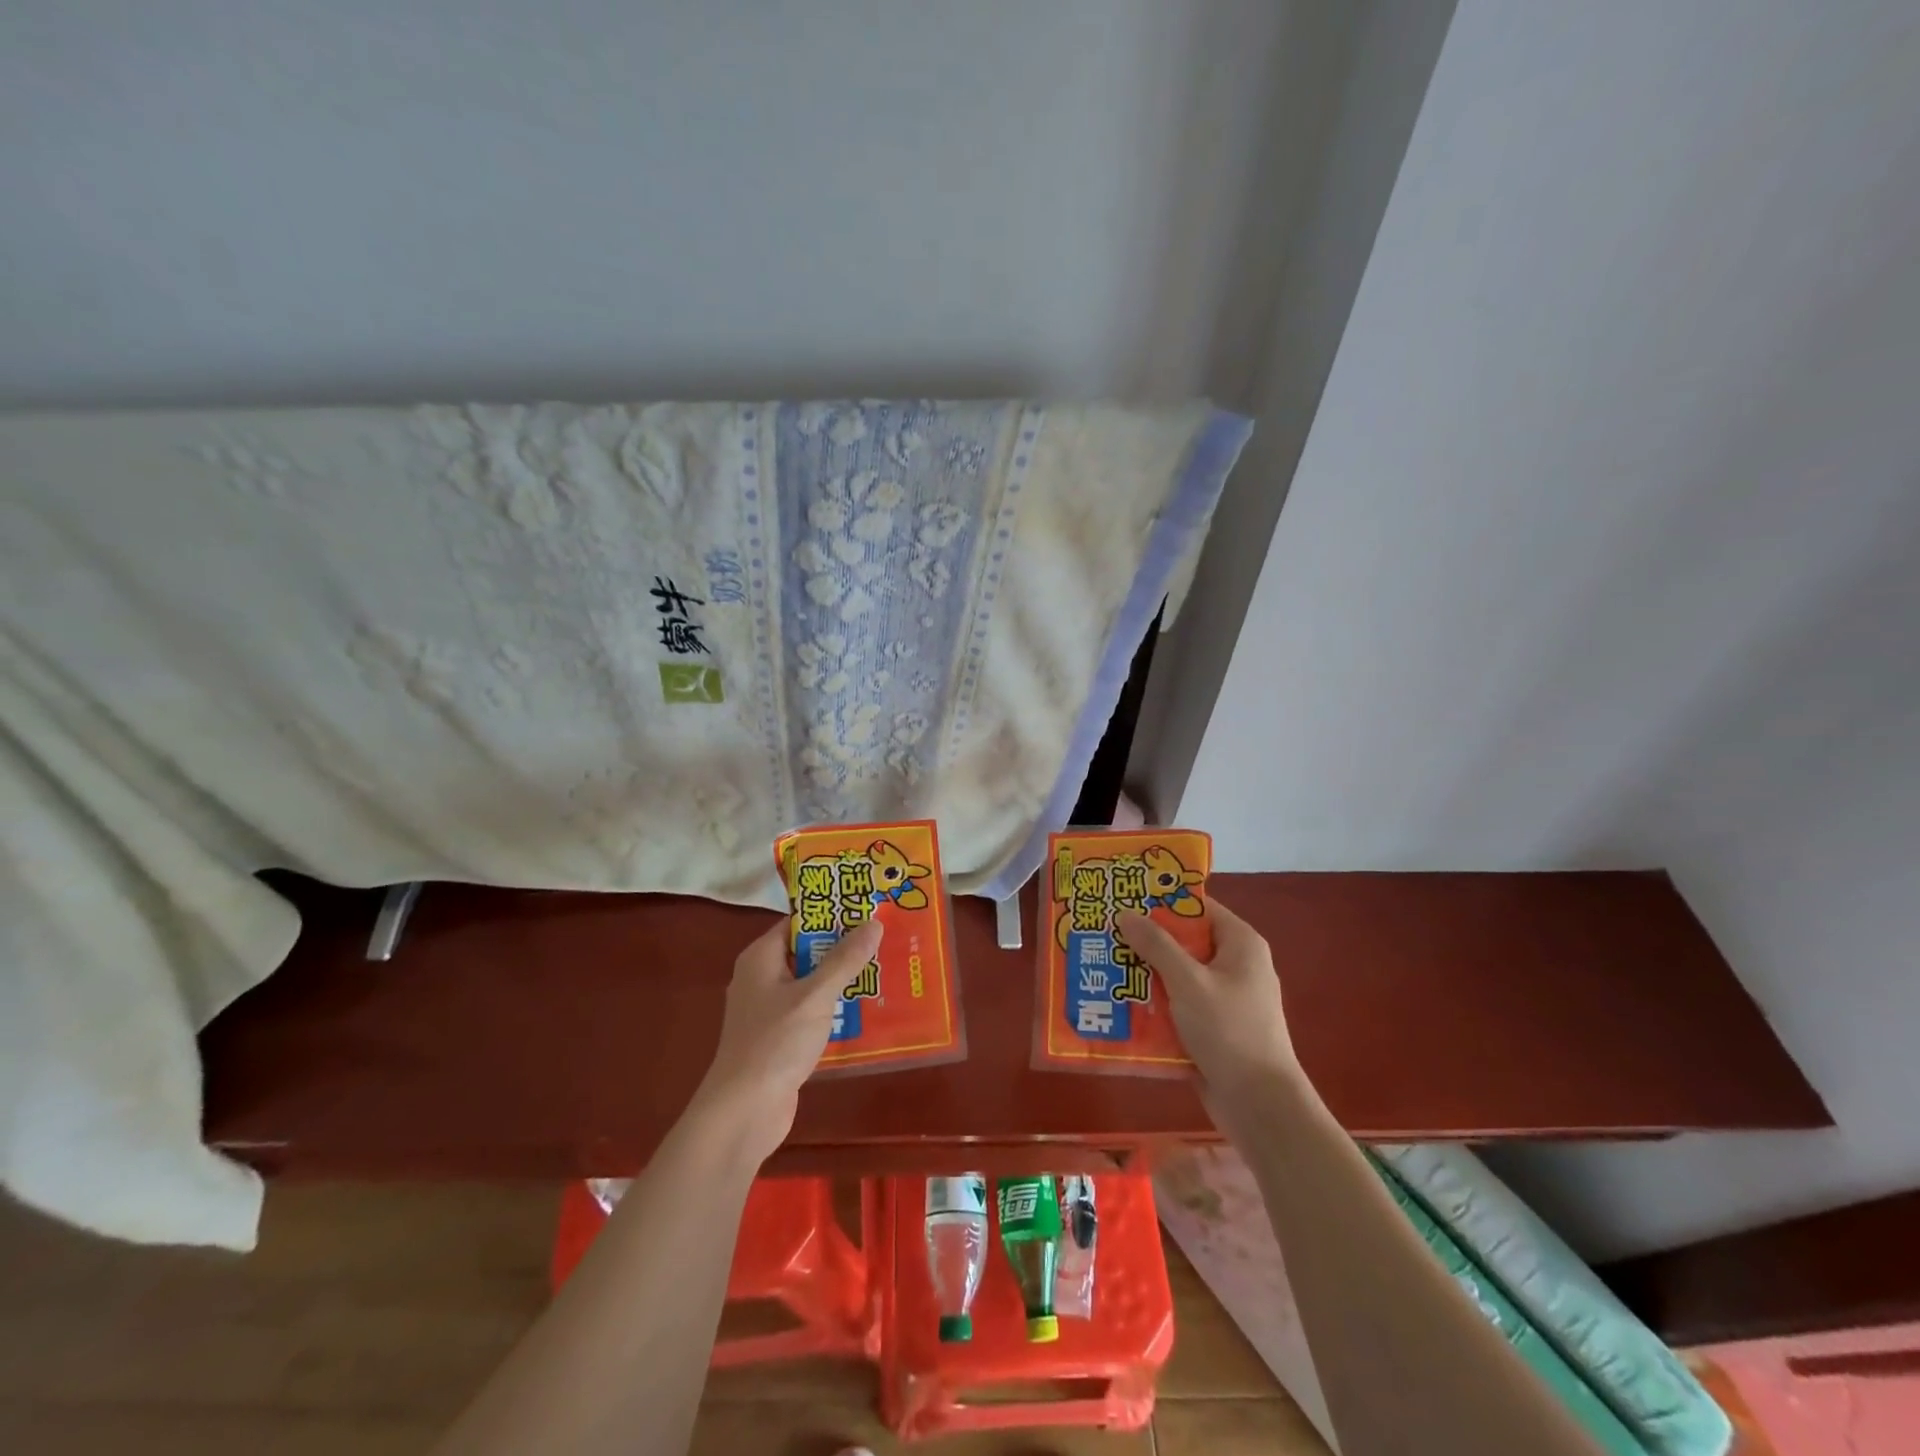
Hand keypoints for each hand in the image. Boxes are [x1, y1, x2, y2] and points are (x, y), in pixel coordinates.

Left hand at [690, 917, 884, 1164]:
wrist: (743, 1112)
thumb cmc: (775, 1043)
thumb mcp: (815, 996)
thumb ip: (845, 959)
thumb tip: (874, 922)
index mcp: (761, 957)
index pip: (798, 922)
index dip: (831, 914)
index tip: (867, 909)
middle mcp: (761, 978)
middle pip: (807, 952)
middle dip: (843, 948)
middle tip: (885, 940)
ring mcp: (768, 1010)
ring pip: (811, 983)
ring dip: (842, 981)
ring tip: (885, 971)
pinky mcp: (778, 1038)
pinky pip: (810, 1012)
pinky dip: (834, 1009)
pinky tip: (866, 1011)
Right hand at [1116, 897, 1298, 1127]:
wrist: (1260, 1106)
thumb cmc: (1229, 1031)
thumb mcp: (1188, 981)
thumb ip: (1156, 945)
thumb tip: (1125, 913)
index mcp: (1240, 944)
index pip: (1197, 907)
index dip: (1162, 901)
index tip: (1124, 899)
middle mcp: (1234, 965)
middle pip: (1183, 941)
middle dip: (1145, 940)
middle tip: (1103, 933)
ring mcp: (1223, 999)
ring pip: (1176, 975)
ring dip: (1144, 974)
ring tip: (1102, 966)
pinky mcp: (1211, 1028)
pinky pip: (1177, 1005)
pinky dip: (1153, 1004)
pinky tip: (1118, 1005)